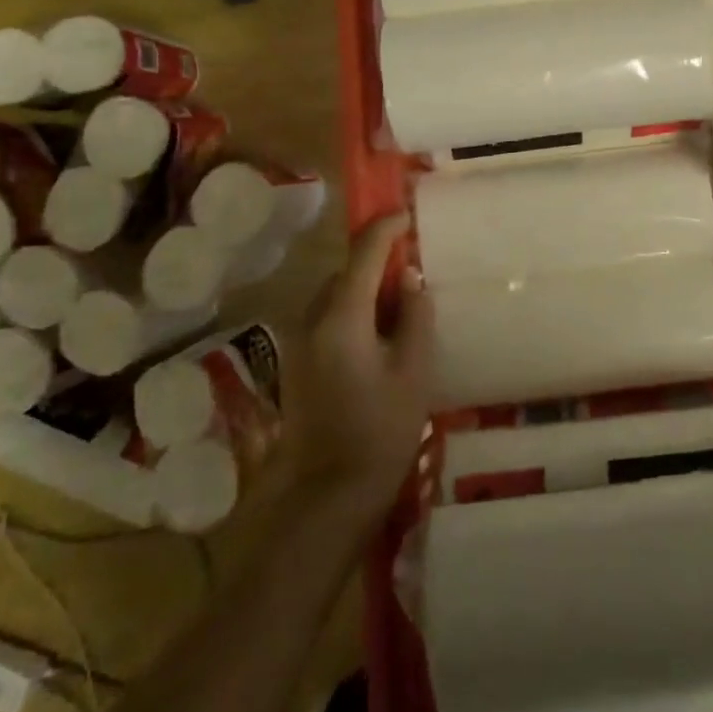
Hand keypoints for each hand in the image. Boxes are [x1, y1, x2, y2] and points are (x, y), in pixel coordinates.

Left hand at [273, 212, 433, 529]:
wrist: (329, 496)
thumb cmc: (380, 432)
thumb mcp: (413, 372)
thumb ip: (414, 317)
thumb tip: (409, 279)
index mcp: (341, 317)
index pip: (363, 253)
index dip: (387, 228)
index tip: (408, 215)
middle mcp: (312, 320)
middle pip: (345, 272)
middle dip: (377, 262)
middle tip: (413, 270)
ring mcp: (300, 343)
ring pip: (335, 296)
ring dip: (364, 289)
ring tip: (400, 305)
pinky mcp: (299, 364)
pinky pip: (328, 319)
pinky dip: (352, 312)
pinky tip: (379, 337)